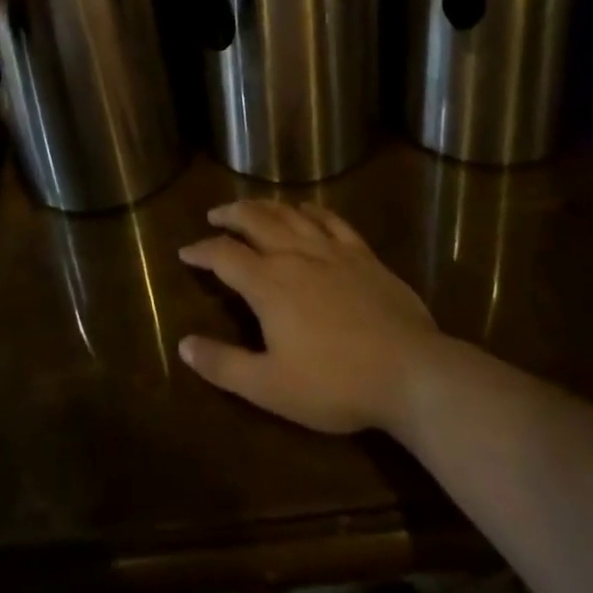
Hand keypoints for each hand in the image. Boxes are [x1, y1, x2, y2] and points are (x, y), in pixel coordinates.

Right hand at [178, 201, 440, 434]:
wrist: (409, 370)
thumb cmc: (335, 383)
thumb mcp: (270, 387)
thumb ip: (224, 364)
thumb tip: (183, 344)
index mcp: (268, 284)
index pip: (224, 255)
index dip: (201, 251)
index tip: (185, 251)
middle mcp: (294, 255)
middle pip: (254, 220)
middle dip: (230, 214)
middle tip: (215, 215)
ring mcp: (331, 249)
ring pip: (289, 214)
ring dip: (265, 206)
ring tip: (251, 207)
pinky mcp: (362, 253)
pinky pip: (330, 219)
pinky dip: (311, 210)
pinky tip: (305, 210)